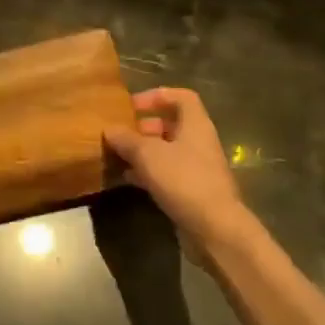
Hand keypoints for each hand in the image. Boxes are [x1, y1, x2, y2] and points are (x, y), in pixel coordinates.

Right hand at [105, 88, 258, 252]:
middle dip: (144, 126)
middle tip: (121, 133)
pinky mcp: (192, 191)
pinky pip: (167, 174)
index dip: (157, 96)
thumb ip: (127, 139)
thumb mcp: (148, 155)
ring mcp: (197, 168)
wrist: (215, 229)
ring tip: (118, 155)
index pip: (182, 97)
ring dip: (143, 151)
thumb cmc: (184, 180)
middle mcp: (199, 142)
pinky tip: (126, 179)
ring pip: (167, 151)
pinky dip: (147, 173)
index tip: (133, 105)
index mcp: (195, 124)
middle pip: (172, 124)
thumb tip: (109, 129)